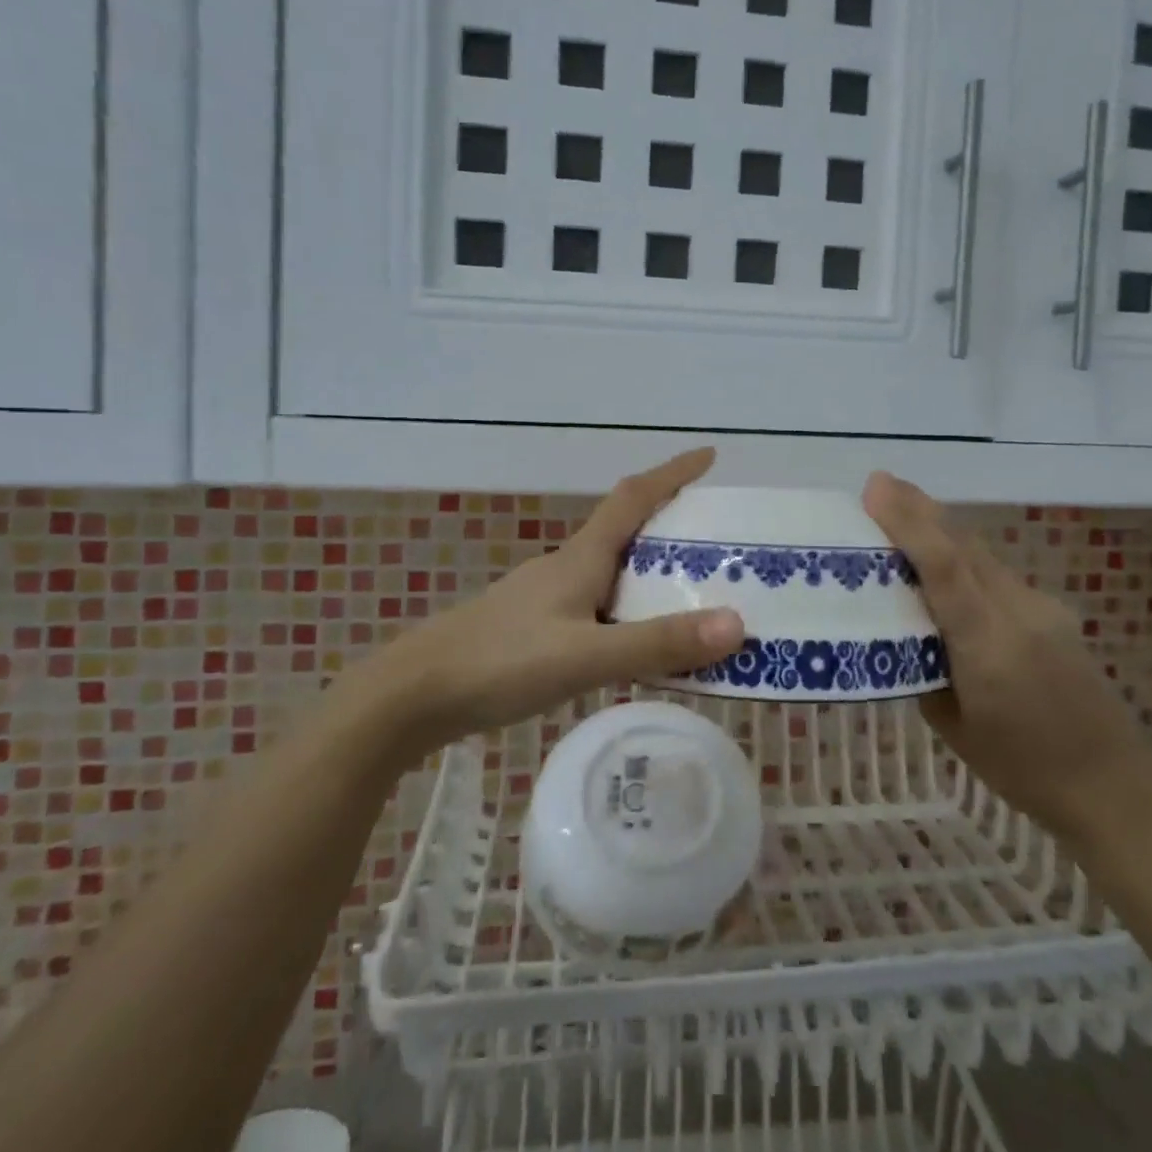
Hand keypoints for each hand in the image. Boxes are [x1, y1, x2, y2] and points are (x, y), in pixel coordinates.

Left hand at [364, 449, 744, 753]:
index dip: (672, 473)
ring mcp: (547, 598)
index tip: (709, 456)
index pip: (634, 497)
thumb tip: (737, 624)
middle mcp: (566, 567)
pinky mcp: (534, 628)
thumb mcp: (586, 656)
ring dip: (652, 574)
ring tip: (694, 597)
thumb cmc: (500, 662)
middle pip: (626, 533)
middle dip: (673, 528)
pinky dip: (629, 612)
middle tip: (721, 545)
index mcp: (581, 558)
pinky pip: (598, 607)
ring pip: (612, 573)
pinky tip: (637, 644)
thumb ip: (657, 643)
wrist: (414, 695)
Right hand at [862, 471, 1151, 840]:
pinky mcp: (1053, 612)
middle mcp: (1018, 612)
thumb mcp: (952, 726)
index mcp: (988, 645)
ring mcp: (1042, 608)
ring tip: (903, 511)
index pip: (943, 566)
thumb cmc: (1021, 769)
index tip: (875, 488)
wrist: (1112, 786)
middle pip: (963, 544)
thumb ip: (922, 668)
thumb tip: (901, 630)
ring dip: (941, 528)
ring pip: (982, 554)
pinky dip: (964, 558)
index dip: (908, 521)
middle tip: (879, 484)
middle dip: (920, 509)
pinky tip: (946, 566)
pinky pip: (997, 574)